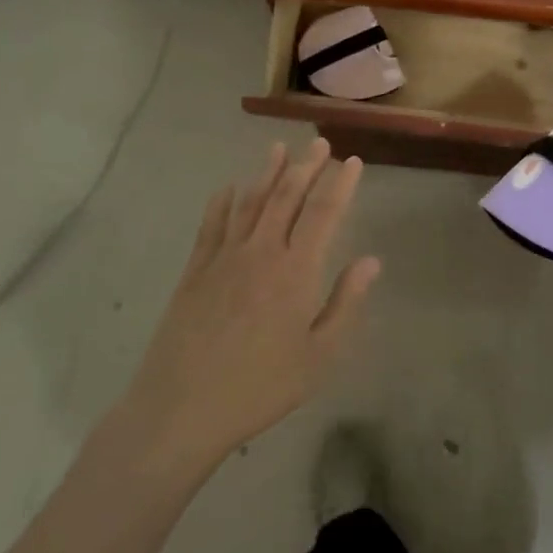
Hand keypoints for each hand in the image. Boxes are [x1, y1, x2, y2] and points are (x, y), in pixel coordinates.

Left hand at [120, 139, 381, 468]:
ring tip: (278, 148)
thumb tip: (371, 261)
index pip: (324, 212)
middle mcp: (261, 252)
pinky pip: (211, 225)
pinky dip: (222, 202)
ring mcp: (223, 258)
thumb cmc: (261, 387)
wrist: (181, 409)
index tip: (352, 161)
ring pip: (250, 202)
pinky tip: (228, 188)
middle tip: (319, 143)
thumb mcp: (319, 356)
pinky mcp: (194, 271)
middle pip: (286, 196)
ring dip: (266, 172)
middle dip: (306, 166)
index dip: (340, 183)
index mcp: (296, 270)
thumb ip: (345, 303)